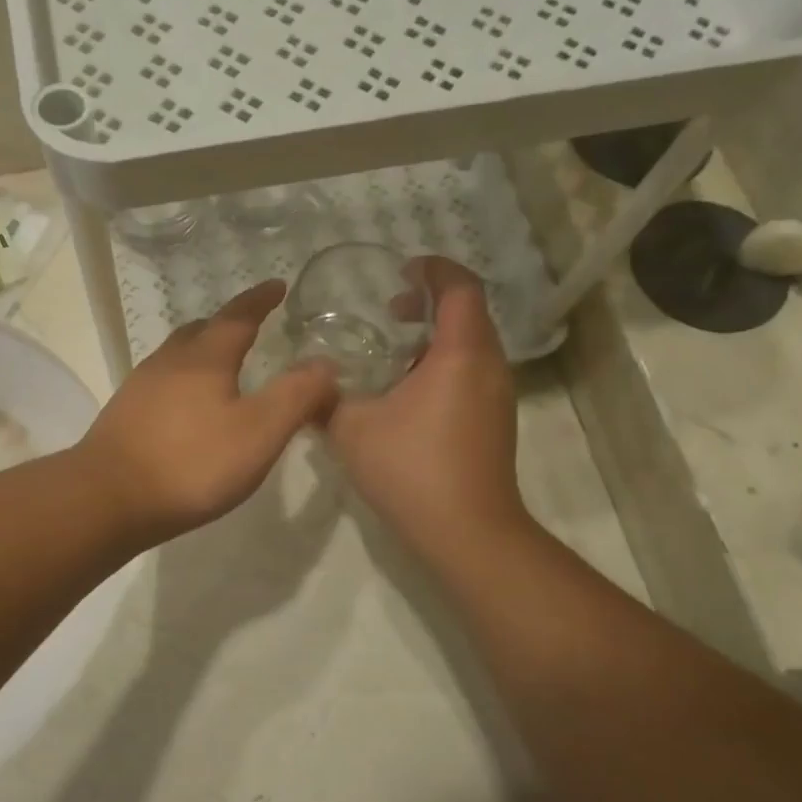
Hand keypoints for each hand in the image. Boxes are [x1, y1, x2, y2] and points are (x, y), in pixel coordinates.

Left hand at [80, 281, 338, 544]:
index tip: (277, 285)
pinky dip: (183, 381)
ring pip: (176, 356)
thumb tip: (326, 363)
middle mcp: (169, 362)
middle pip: (200, 330)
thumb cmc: (191, 463)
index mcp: (205, 358)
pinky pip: (161, 383)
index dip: (260, 300)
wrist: (108, 498)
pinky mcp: (124, 415)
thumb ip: (296, 396)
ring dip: (202, 351)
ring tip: (221, 365)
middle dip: (227, 324)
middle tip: (249, 326)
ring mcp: (140, 387)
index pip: (238, 316)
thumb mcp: (258, 432)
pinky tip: (187, 408)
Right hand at [326, 258, 530, 564]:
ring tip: (394, 352)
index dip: (433, 269)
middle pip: (469, 313)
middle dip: (431, 302)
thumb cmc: (411, 469)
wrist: (468, 532)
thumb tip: (303, 386)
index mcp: (460, 354)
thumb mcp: (351, 430)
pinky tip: (407, 395)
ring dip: (437, 337)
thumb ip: (324, 400)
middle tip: (391, 310)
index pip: (459, 287)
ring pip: (472, 346)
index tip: (402, 270)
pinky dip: (444, 365)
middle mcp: (489, 367)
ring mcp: (498, 397)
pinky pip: (473, 373)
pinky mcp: (495, 423)